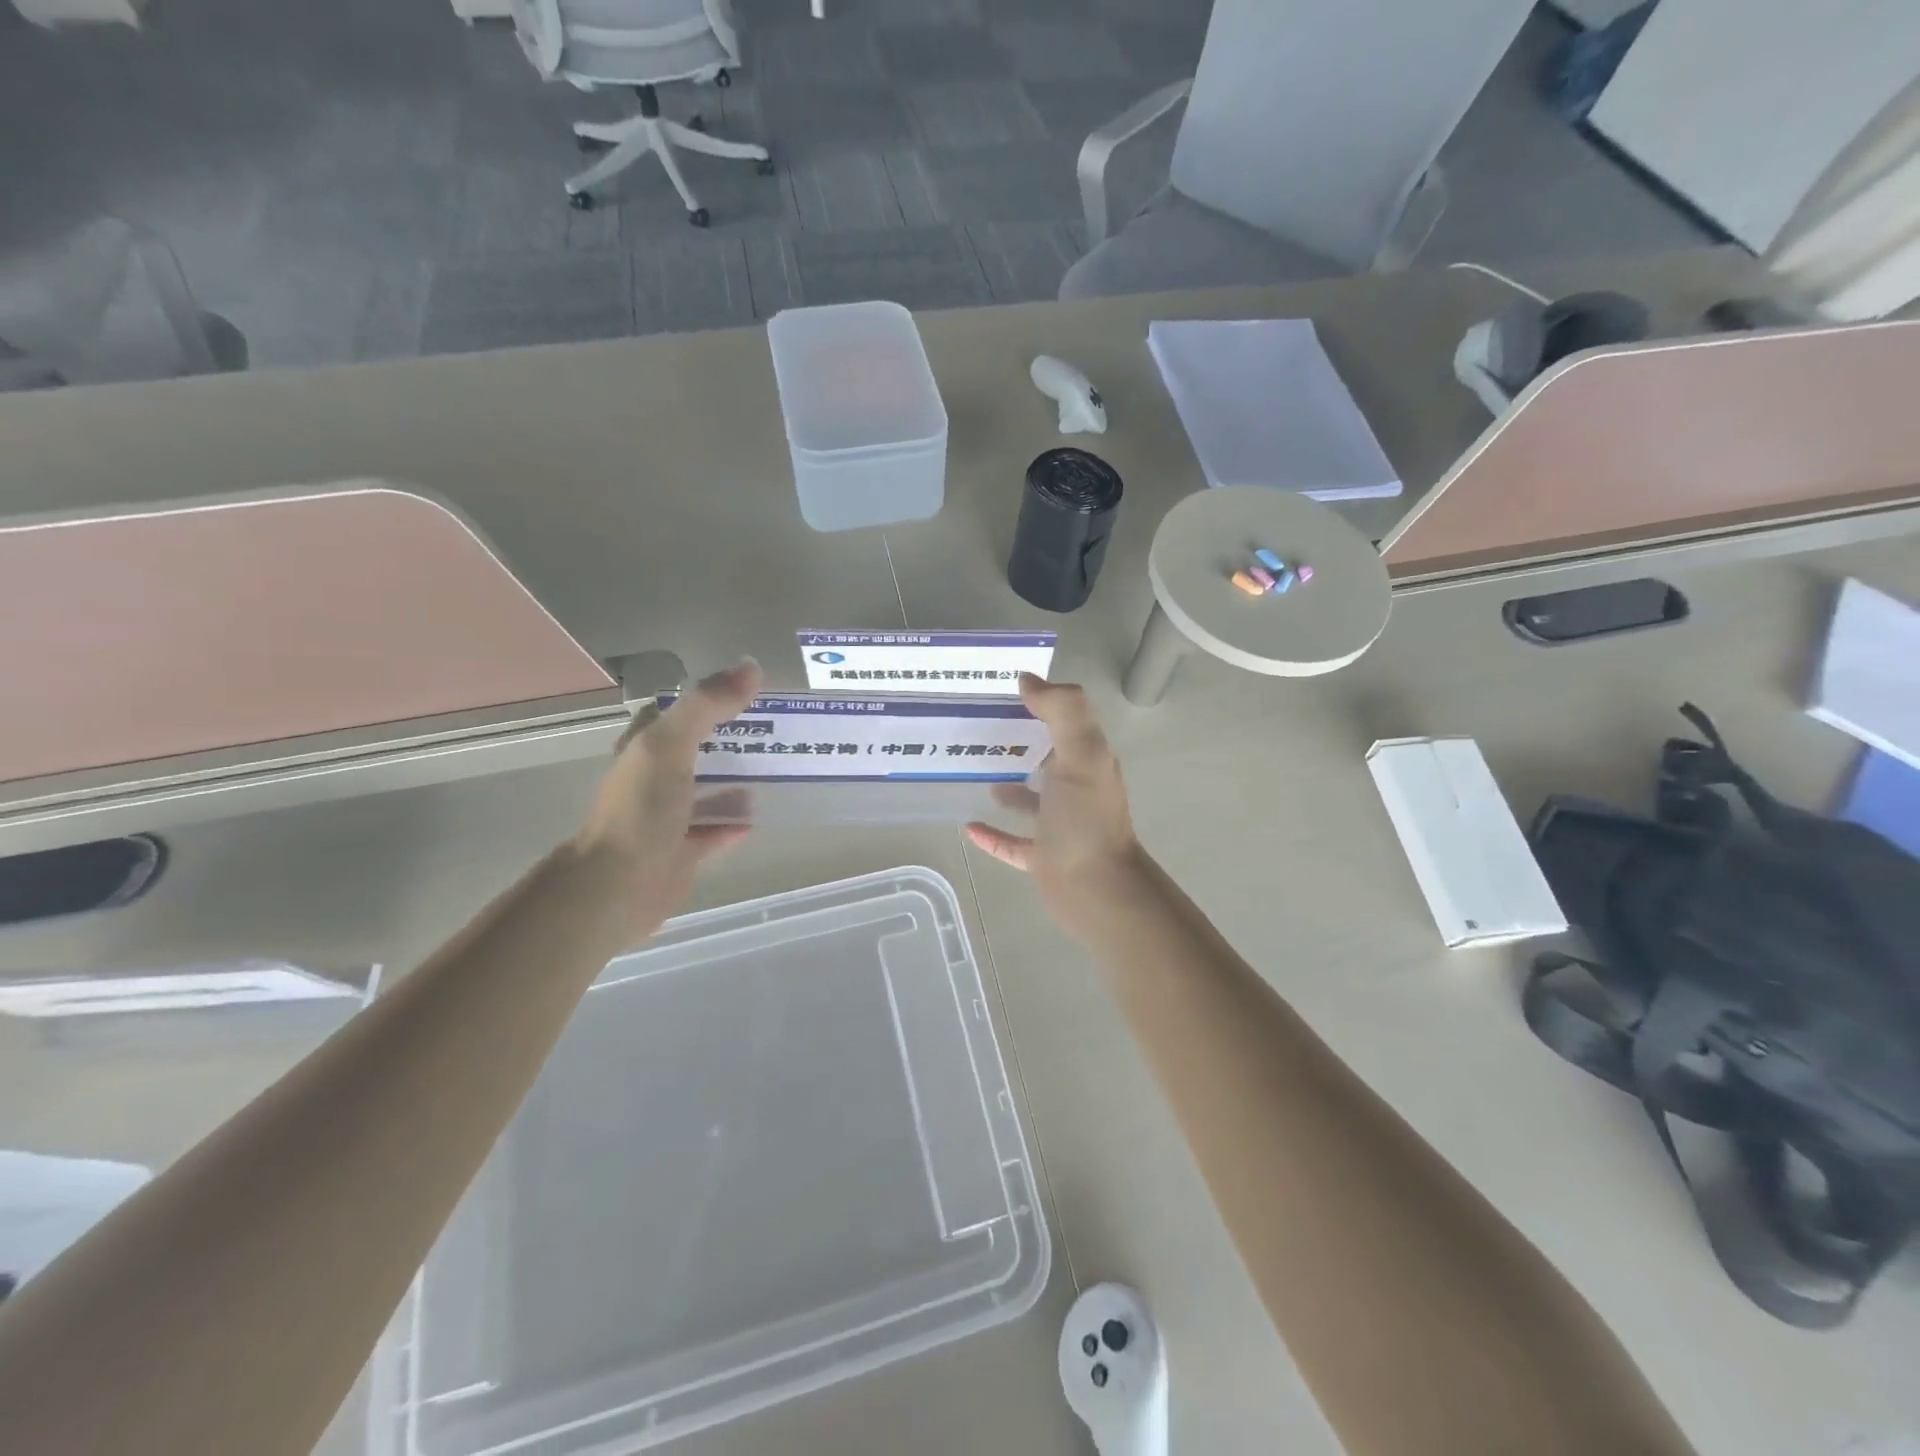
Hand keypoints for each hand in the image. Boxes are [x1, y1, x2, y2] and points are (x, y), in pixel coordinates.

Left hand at [573, 657, 762, 939]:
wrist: (619, 884)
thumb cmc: (641, 808)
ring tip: (777, 771)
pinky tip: (758, 817)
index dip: (706, 699)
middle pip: (697, 751)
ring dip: (735, 782)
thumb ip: (707, 705)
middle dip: (730, 741)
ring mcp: (668, 818)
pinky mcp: (683, 852)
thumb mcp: (671, 744)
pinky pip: (714, 832)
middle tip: (775, 731)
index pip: (674, 713)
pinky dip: (733, 824)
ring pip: (707, 791)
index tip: (747, 692)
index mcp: (645, 749)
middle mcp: (654, 780)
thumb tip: (751, 668)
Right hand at [965, 674, 1148, 939]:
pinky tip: (968, 826)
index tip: (998, 691)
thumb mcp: (1082, 753)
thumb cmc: (1086, 819)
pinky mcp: (1043, 856)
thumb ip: (1062, 711)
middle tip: (973, 727)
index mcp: (1086, 760)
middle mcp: (1075, 789)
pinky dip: (993, 833)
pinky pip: (1013, 841)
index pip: (1063, 721)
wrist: (1097, 890)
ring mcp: (1058, 825)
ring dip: (1007, 786)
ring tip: (973, 771)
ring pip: (1029, 799)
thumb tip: (1028, 679)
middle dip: (1016, 742)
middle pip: (1044, 757)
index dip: (1038, 702)